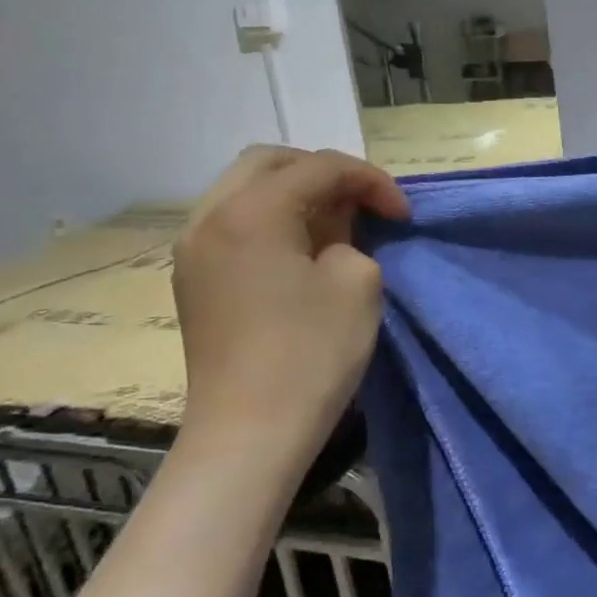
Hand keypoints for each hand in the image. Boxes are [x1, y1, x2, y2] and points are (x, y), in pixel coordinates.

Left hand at [170, 146, 408, 475]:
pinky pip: (233, 221)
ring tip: (334, 225)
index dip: (371, 181)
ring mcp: (193, 248)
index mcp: (251, 211)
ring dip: (295, 194)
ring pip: (246, 189)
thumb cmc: (311, 353)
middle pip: (271, 162)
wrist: (249, 433)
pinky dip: (271, 218)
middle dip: (325, 174)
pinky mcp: (192, 278)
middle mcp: (210, 216)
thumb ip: (353, 236)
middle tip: (363, 205)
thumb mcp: (358, 281)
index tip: (403, 214)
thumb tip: (333, 237)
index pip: (320, 167)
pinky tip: (300, 248)